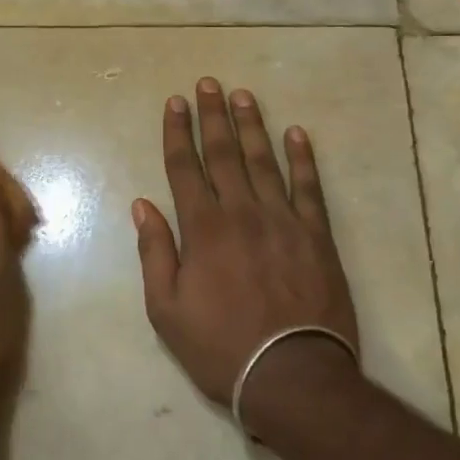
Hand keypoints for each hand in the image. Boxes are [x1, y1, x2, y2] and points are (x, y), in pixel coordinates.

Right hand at [133, 78, 360, 427]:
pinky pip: (309, 187)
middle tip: (208, 83)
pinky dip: (304, 158)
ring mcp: (283, 221)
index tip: (174, 102)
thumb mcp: (166, 309)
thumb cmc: (220, 346)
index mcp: (203, 230)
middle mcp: (242, 213)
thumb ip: (155, 252)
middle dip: (212, 116)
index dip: (177, 132)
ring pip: (264, 161)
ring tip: (244, 95)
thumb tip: (143, 205)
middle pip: (223, 154)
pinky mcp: (317, 235)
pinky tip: (297, 133)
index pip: (185, 168)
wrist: (292, 376)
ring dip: (252, 126)